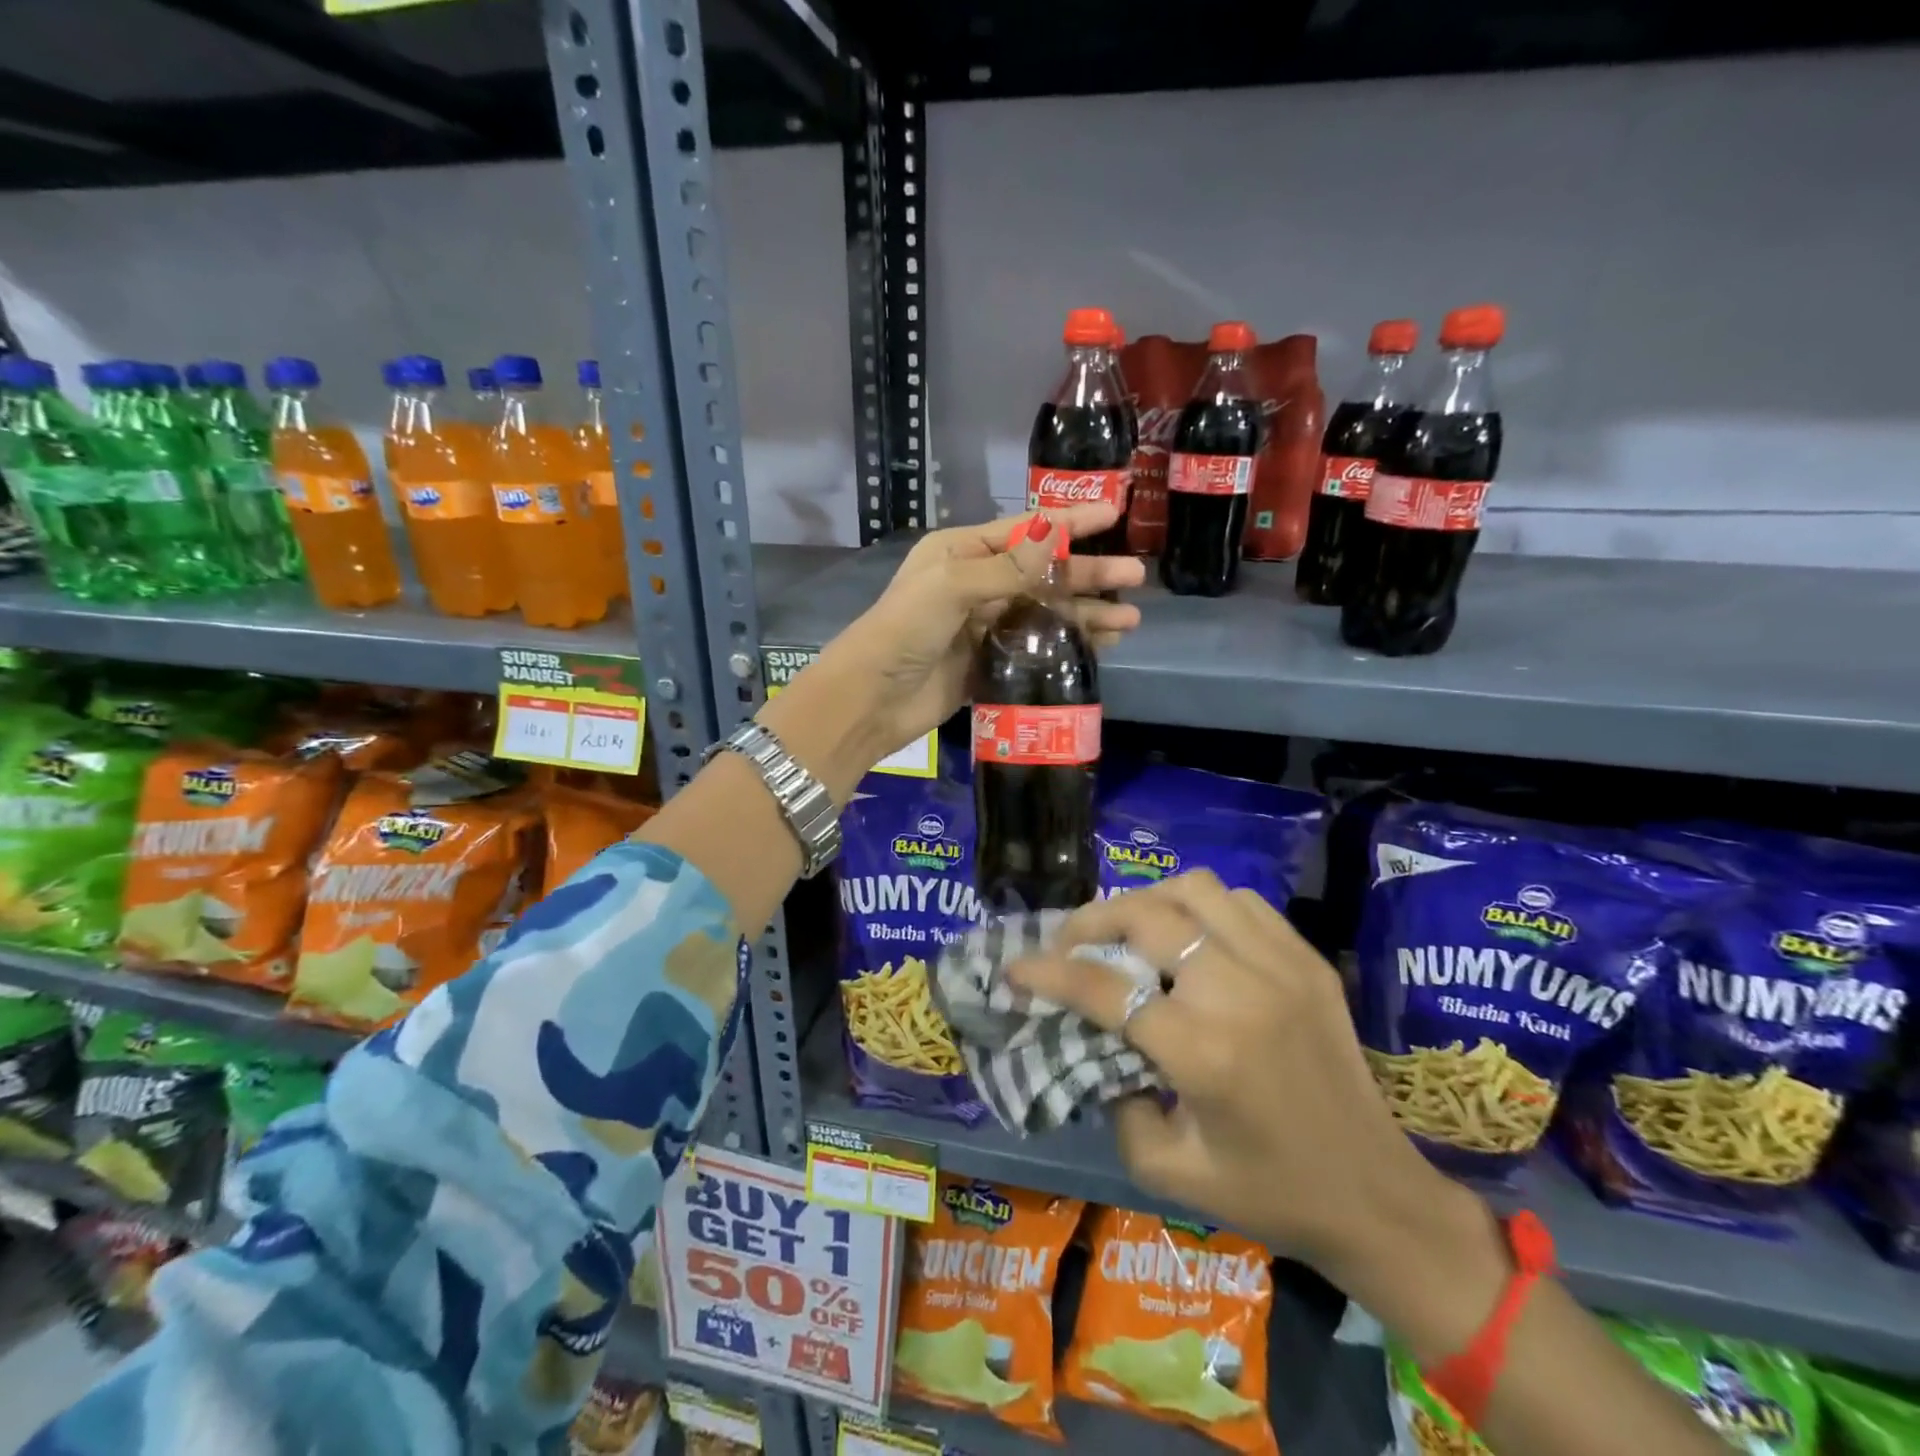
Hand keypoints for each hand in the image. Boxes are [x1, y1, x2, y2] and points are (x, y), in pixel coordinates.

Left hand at [763, 506, 1142, 800]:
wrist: (872, 699)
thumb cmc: (904, 629)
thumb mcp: (952, 586)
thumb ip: (1006, 567)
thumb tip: (1055, 537)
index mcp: (962, 552)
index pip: (1026, 530)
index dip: (1070, 521)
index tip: (1114, 512)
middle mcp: (976, 583)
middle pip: (1043, 572)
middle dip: (1088, 572)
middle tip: (1136, 576)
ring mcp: (984, 625)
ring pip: (1045, 611)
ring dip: (1085, 612)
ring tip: (1131, 618)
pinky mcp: (989, 662)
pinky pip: (1037, 646)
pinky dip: (1068, 643)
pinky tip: (1102, 644)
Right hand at [1007, 872, 1487, 1281]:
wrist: (1377, 1196)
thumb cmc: (1269, 1194)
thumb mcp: (1169, 1170)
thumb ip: (1115, 1103)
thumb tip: (1098, 1042)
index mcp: (1203, 1053)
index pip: (1104, 990)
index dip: (1049, 972)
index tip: (1015, 966)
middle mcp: (1240, 993)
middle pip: (1146, 916)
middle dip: (1091, 920)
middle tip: (1069, 941)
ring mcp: (1282, 967)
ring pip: (1195, 890)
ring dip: (1148, 902)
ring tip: (1129, 930)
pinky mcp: (1309, 961)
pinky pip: (1242, 902)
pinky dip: (1201, 907)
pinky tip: (1190, 936)